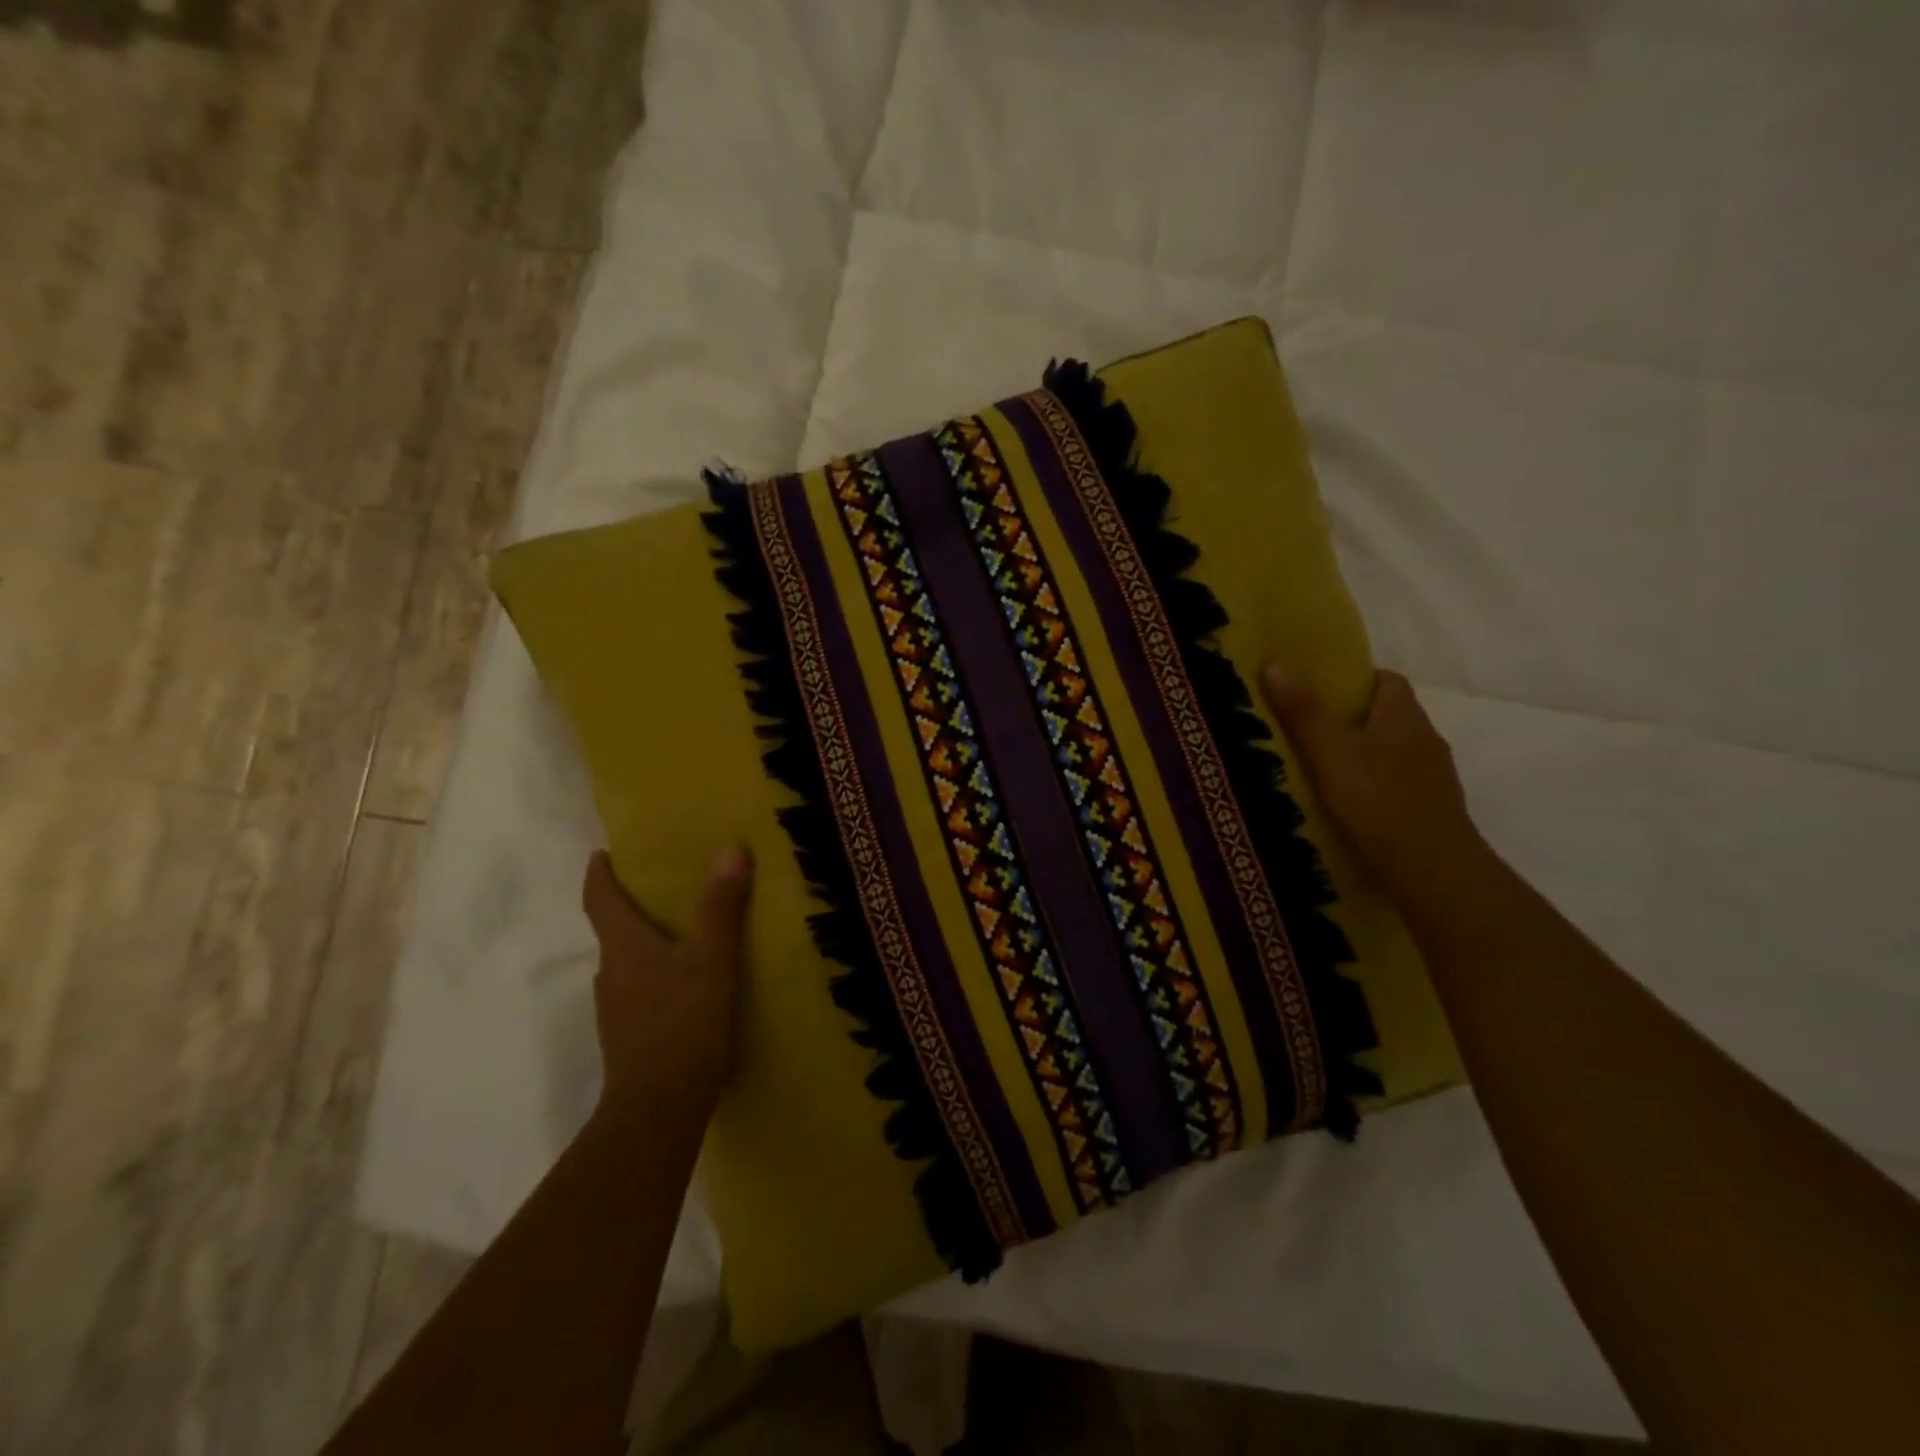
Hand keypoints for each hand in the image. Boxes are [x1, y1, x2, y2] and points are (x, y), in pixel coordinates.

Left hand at [581, 846, 753, 1124]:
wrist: (659, 1108)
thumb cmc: (684, 1023)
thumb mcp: (713, 960)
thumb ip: (721, 907)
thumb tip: (730, 849)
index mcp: (625, 947)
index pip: (600, 900)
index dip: (599, 874)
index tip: (602, 854)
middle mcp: (612, 972)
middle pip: (613, 930)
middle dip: (632, 907)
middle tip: (663, 888)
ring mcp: (616, 1008)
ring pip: (628, 963)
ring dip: (646, 943)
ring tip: (683, 934)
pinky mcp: (629, 1036)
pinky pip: (639, 991)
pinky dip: (656, 975)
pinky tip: (686, 985)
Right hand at [1260, 664, 1490, 905]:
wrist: (1431, 870)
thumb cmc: (1377, 801)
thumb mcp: (1329, 752)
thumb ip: (1302, 711)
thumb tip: (1274, 662)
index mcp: (1404, 717)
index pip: (1386, 680)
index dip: (1353, 679)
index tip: (1316, 690)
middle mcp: (1425, 740)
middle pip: (1387, 716)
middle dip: (1350, 719)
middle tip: (1306, 730)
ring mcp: (1432, 779)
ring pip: (1391, 753)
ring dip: (1361, 756)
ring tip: (1319, 770)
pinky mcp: (1429, 811)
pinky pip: (1395, 787)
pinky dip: (1371, 788)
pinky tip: (1346, 806)